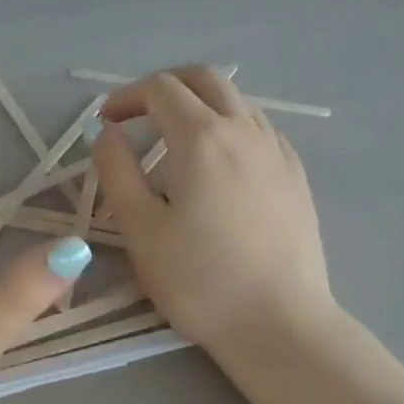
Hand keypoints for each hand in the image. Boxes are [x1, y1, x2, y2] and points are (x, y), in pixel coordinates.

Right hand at [91, 67, 335, 360]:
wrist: (279, 324)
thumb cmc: (201, 282)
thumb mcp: (141, 231)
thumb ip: (116, 172)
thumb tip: (108, 133)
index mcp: (203, 138)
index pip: (161, 89)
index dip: (126, 97)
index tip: (105, 122)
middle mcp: (246, 131)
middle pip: (205, 80)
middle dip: (166, 88)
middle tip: (140, 118)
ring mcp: (278, 152)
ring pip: (237, 103)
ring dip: (201, 108)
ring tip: (178, 146)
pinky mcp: (297, 177)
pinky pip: (260, 132)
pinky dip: (231, 130)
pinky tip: (222, 170)